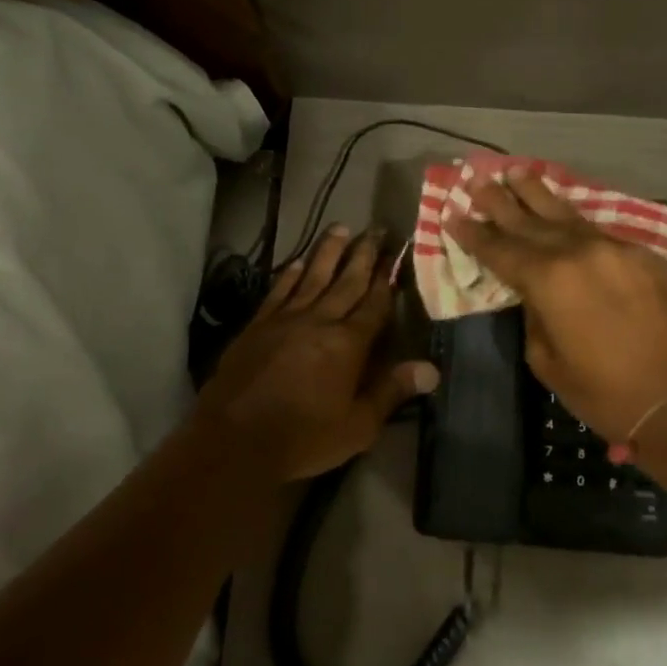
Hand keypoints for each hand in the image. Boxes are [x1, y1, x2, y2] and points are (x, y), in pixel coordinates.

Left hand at [191, 225, 439, 480]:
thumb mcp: (358, 426)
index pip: (374, 304)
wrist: (235, 439)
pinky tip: (299, 261)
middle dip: (363, 255)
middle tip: (376, 228)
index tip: (396, 254)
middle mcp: (319, 321)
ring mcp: (285, 319)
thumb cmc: (303, 437)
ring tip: (341, 227)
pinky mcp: (258, 325)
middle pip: (346, 281)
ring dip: (328, 251)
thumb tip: (432, 369)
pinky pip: (279, 291)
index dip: (387, 279)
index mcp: (348, 344)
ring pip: (312, 277)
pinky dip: (291, 273)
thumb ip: (391, 392)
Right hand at [445, 172, 666, 441]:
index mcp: (548, 280)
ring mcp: (615, 248)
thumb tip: (536, 294)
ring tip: (515, 171)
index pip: (500, 250)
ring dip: (537, 193)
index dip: (473, 233)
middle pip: (528, 220)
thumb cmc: (604, 392)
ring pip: (566, 214)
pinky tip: (563, 212)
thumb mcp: (546, 361)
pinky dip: (574, 220)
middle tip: (474, 176)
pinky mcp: (644, 255)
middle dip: (498, 200)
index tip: (452, 213)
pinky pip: (599, 231)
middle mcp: (579, 252)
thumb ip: (534, 315)